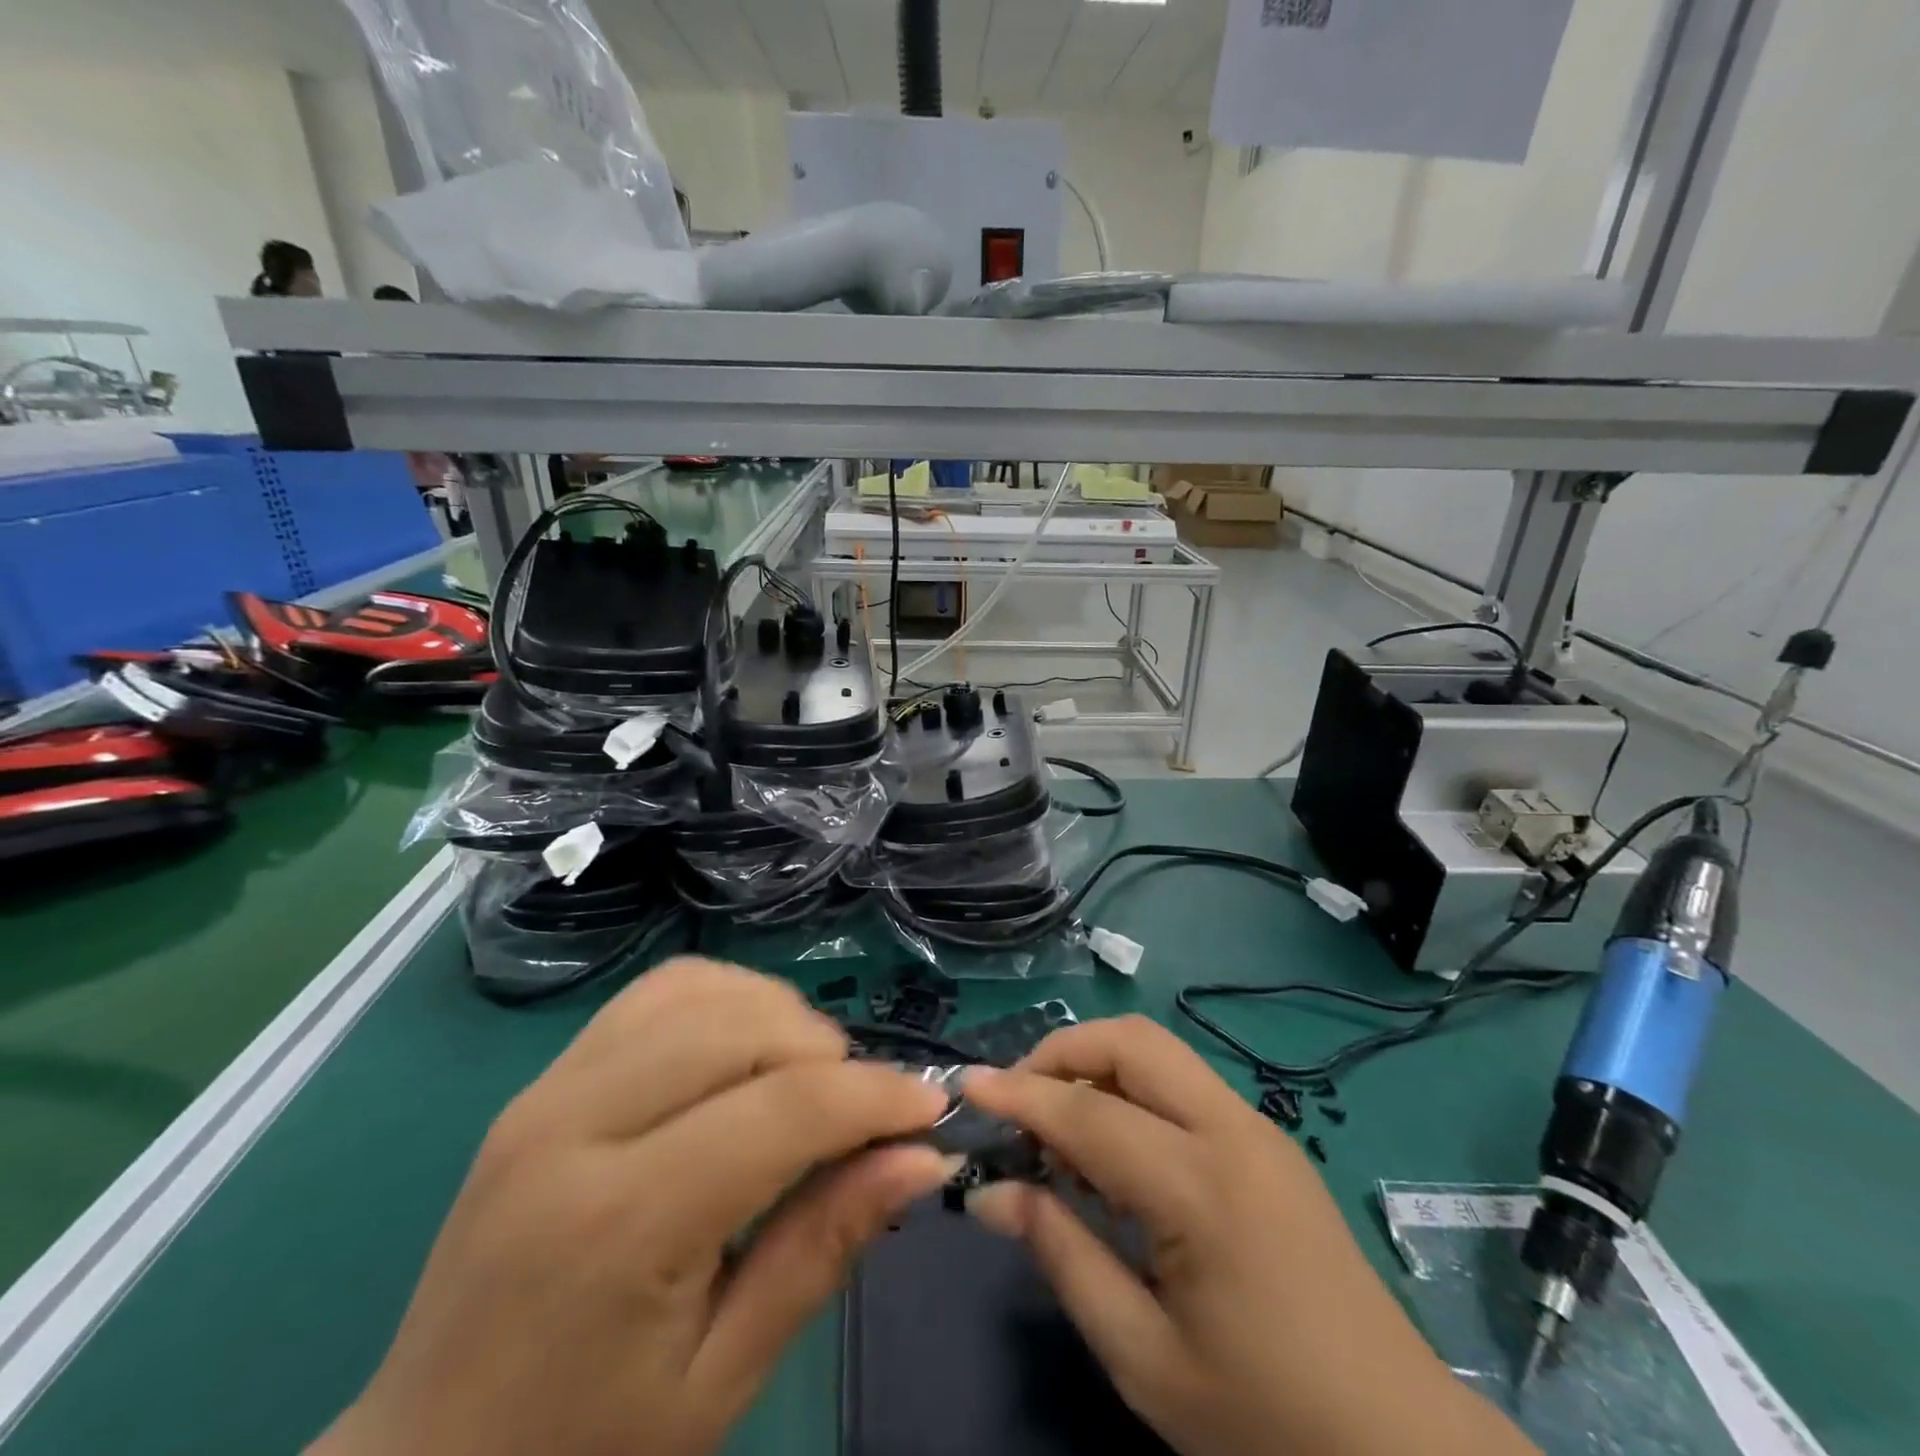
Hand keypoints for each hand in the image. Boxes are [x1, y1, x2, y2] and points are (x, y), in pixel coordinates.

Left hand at [312, 958, 956, 1455]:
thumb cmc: (582, 1454)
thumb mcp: (721, 1379)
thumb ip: (823, 1247)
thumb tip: (922, 1157)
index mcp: (621, 1222)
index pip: (782, 1109)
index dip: (874, 1096)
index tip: (931, 1109)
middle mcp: (577, 1125)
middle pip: (743, 1026)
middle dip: (829, 1054)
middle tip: (861, 1113)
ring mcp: (549, 1088)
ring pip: (702, 990)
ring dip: (778, 1017)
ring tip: (804, 1080)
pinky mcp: (544, 1078)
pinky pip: (656, 994)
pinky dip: (722, 1001)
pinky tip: (741, 1054)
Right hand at [963, 1018, 1535, 1455]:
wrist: (1406, 1451)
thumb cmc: (1267, 1420)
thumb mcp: (1146, 1359)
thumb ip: (1063, 1257)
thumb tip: (992, 1193)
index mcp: (1202, 1186)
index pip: (1088, 1114)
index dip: (1020, 1096)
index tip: (967, 1087)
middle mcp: (1232, 1130)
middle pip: (1132, 1041)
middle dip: (1063, 1052)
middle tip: (1018, 1102)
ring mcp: (1258, 1128)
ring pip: (1159, 1051)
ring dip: (1097, 1066)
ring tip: (1058, 1128)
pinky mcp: (1269, 1141)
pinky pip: (1183, 1084)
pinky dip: (1132, 1090)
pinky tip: (1114, 1150)